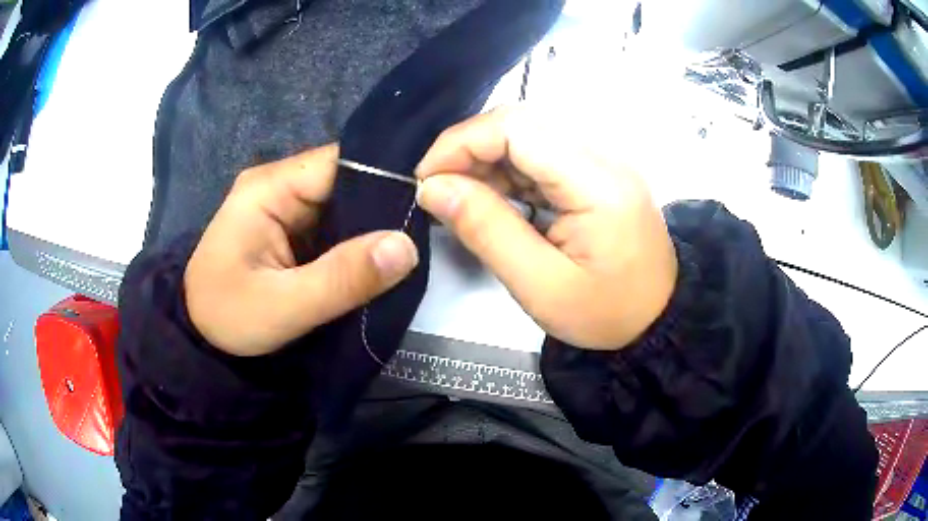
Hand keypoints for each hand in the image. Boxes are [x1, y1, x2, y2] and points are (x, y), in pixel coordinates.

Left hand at [185, 144, 418, 356]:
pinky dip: (355, 241)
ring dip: (371, 227)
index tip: (426, 204)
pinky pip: (332, 225)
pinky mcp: (288, 228)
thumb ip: (343, 278)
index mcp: (270, 187)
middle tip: (422, 236)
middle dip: (381, 207)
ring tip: (407, 249)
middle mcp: (278, 184)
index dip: (385, 177)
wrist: (197, 337)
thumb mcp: (283, 306)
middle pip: (346, 180)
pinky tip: (378, 258)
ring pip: (343, 204)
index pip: (341, 162)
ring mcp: (283, 206)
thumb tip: (408, 246)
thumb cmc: (227, 317)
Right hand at [415, 108, 676, 349]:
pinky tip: (494, 201)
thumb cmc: (605, 314)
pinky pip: (542, 155)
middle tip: (440, 192)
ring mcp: (602, 161)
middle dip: (469, 150)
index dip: (461, 142)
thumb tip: (433, 188)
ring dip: (486, 161)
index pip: (517, 127)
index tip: (427, 180)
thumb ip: (486, 230)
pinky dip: (508, 173)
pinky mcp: (597, 172)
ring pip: (528, 135)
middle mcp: (603, 157)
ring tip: (462, 201)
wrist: (656, 320)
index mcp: (597, 182)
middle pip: (521, 123)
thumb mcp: (540, 286)